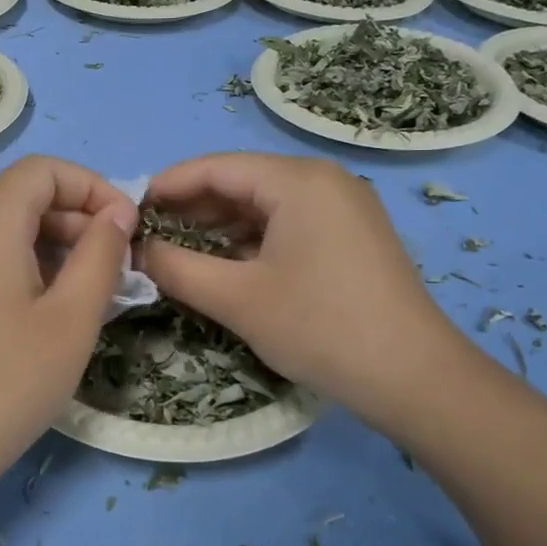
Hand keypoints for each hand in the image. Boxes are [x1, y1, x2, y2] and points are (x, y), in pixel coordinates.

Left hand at [0, 156, 137, 479]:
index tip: (125, 229)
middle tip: (116, 269)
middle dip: (78, 219)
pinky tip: (49, 315)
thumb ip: (101, 255)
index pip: (42, 170)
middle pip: (24, 197)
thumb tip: (118, 213)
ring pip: (8, 231)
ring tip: (91, 296)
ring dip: (57, 248)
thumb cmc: (4, 383)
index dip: (92, 186)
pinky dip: (28, 269)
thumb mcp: (71, 319)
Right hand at [140, 153, 468, 424]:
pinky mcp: (352, 236)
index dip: (169, 185)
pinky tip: (225, 265)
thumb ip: (177, 268)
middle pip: (242, 182)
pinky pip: (289, 225)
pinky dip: (252, 241)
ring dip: (220, 227)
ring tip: (178, 251)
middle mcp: (324, 181)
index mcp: (298, 180)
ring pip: (265, 206)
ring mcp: (344, 208)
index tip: (131, 209)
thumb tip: (138, 251)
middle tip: (149, 235)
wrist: (414, 378)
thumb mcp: (237, 299)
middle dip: (192, 208)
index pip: (217, 167)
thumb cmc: (319, 327)